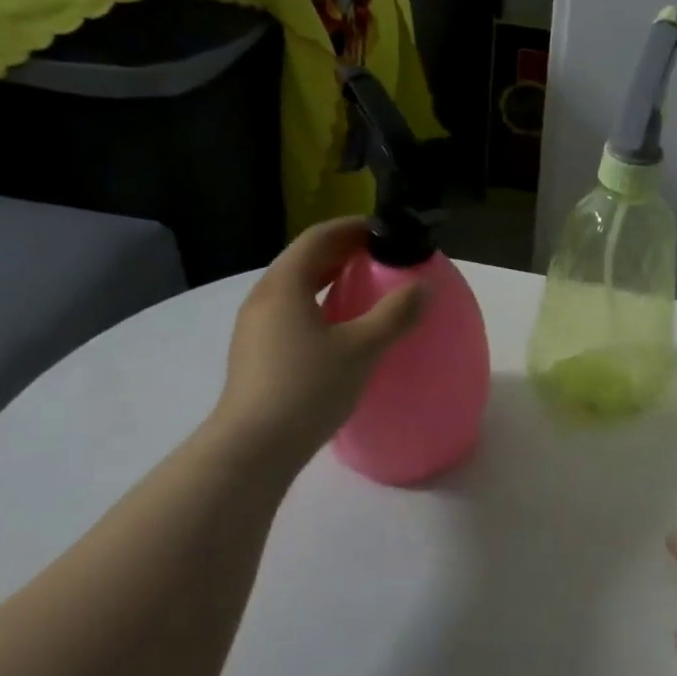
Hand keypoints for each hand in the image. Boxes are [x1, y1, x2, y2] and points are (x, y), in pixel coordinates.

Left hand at [211, 218, 425, 455]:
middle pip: (304, 259)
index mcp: (285, 285)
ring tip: (365, 287)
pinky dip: (319, 304)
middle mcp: (264, 298)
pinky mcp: (257, 353)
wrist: (253, 448)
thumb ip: (395, 313)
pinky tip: (341, 327)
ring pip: (297, 287)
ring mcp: (256, 327)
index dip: (352, 227)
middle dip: (343, 251)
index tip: (384, 231)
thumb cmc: (307, 389)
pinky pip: (292, 311)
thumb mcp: (361, 349)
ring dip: (330, 278)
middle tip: (381, 256)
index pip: (318, 238)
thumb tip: (423, 286)